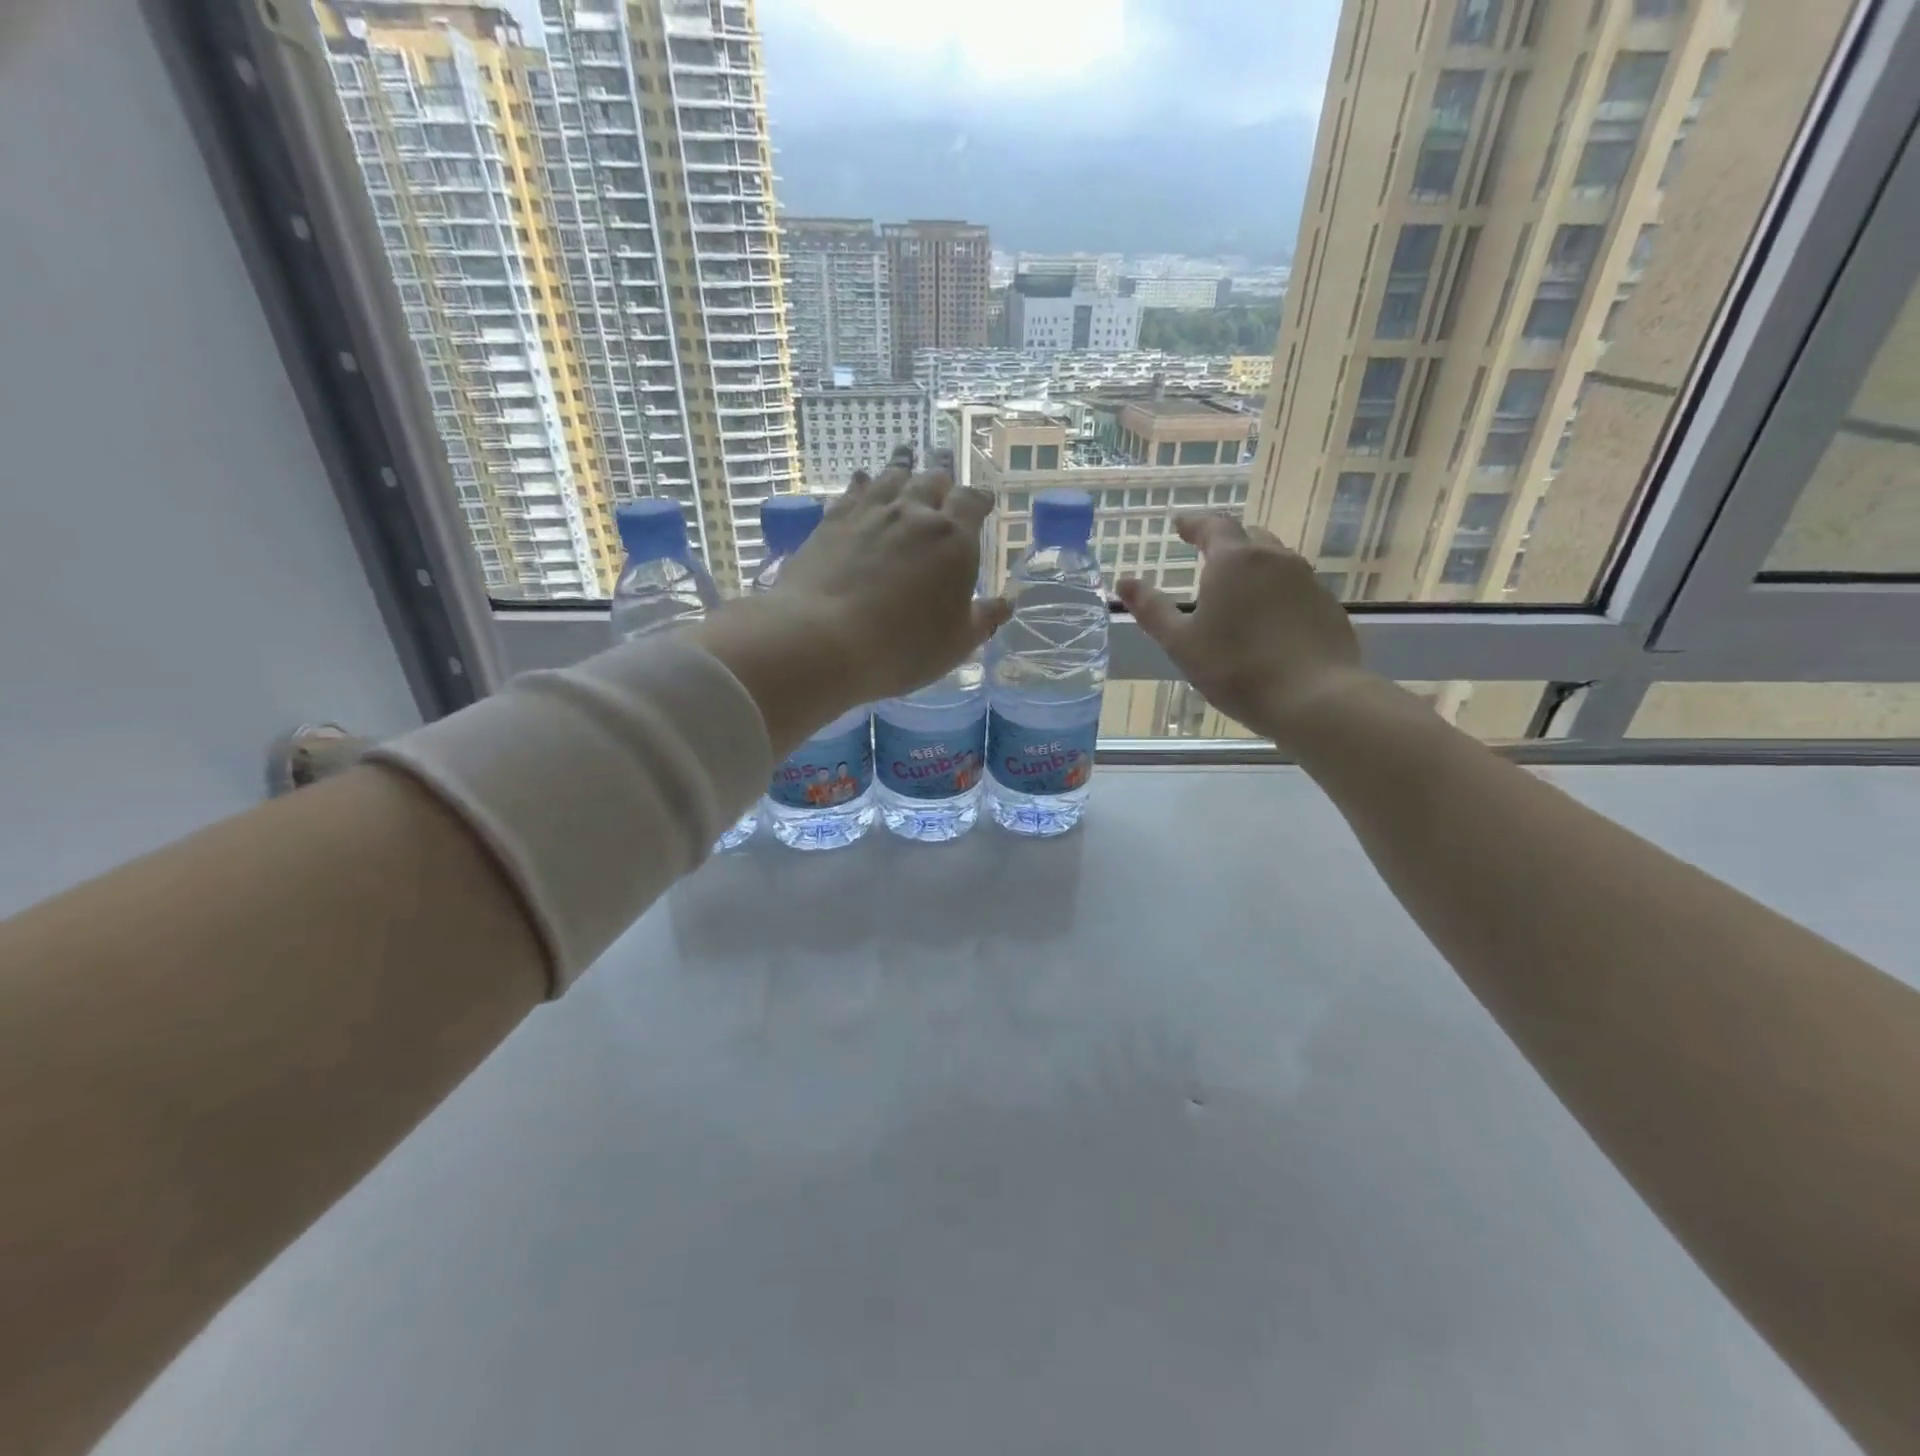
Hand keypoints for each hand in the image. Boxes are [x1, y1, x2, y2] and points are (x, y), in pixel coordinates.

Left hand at [770, 454, 1009, 702]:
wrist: (822, 639)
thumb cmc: (902, 647)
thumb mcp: (955, 643)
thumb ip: (982, 619)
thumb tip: (1006, 603)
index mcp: (953, 539)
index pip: (972, 503)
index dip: (979, 499)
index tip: (983, 500)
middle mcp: (914, 514)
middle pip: (933, 480)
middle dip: (943, 476)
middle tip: (945, 472)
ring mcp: (870, 512)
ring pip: (892, 476)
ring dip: (904, 465)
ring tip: (907, 453)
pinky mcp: (833, 520)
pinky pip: (855, 489)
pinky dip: (864, 482)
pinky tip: (863, 479)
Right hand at [1116, 513, 1369, 744]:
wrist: (1313, 698)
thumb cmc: (1235, 668)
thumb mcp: (1181, 643)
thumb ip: (1152, 609)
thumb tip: (1123, 582)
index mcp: (1234, 561)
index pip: (1212, 526)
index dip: (1193, 524)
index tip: (1179, 524)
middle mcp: (1275, 559)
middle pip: (1248, 538)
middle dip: (1226, 543)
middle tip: (1207, 555)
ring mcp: (1307, 582)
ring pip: (1275, 562)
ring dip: (1253, 568)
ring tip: (1237, 590)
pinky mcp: (1328, 607)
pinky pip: (1295, 589)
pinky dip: (1276, 594)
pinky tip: (1268, 621)